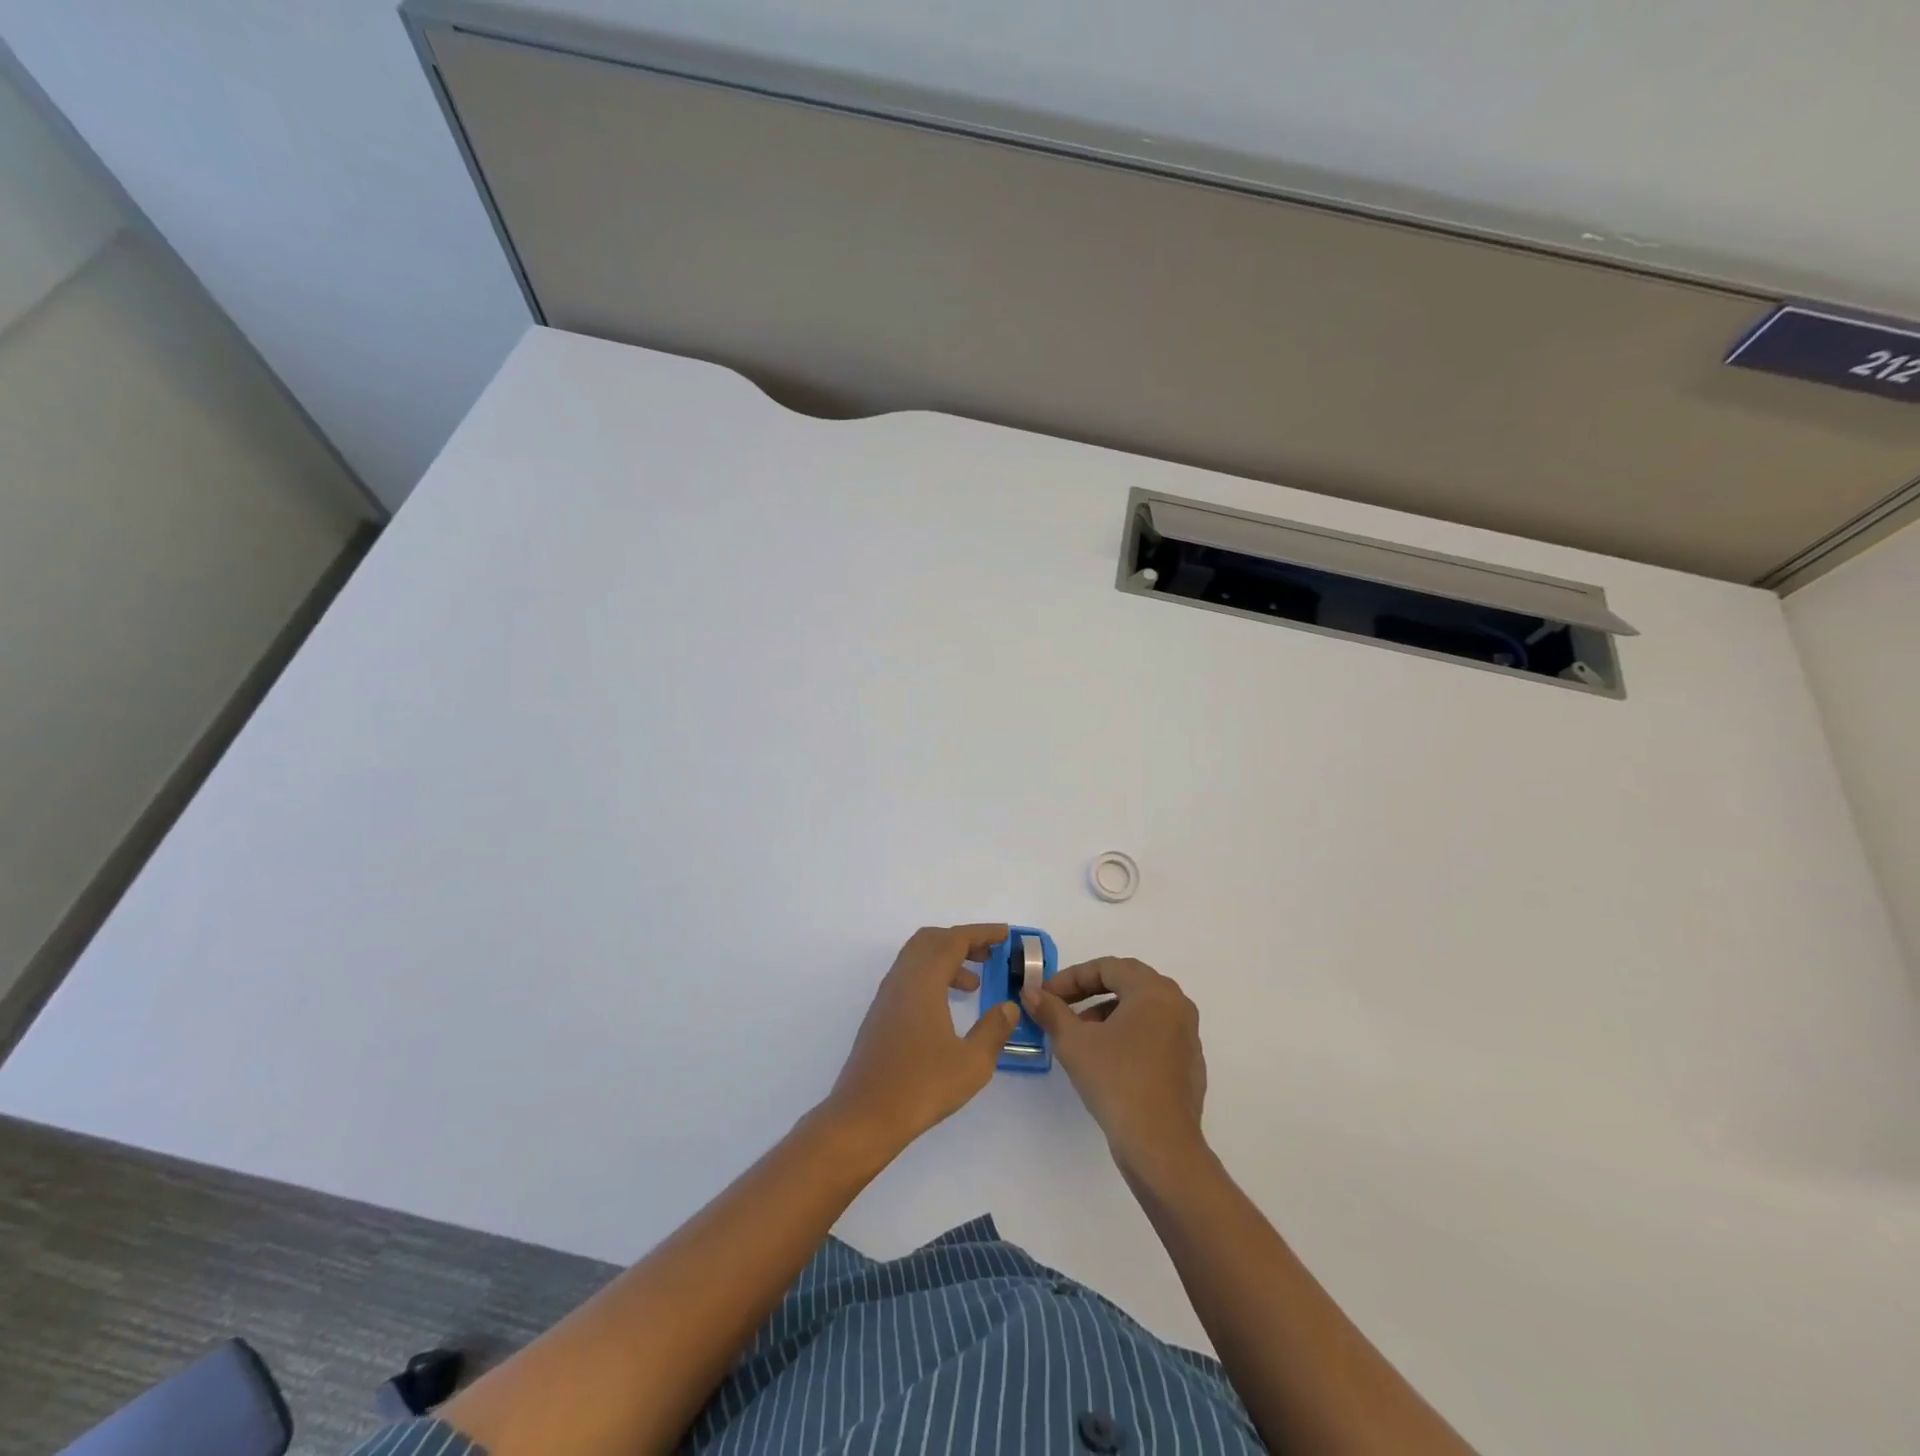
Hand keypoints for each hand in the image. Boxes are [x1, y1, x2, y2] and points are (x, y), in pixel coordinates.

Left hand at [825, 925, 1021, 1157]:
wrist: (865, 1116)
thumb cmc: (921, 1086)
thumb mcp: (972, 1062)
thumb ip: (994, 1029)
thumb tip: (1008, 1006)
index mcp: (923, 980)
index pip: (954, 940)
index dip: (981, 933)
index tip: (1004, 935)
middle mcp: (902, 979)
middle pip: (931, 940)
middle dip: (962, 941)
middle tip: (989, 956)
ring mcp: (887, 996)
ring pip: (917, 958)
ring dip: (946, 960)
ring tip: (973, 985)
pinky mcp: (880, 1015)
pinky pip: (908, 978)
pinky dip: (931, 977)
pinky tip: (946, 1008)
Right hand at [1022, 957, 1207, 1171]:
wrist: (1161, 1146)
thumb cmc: (1117, 1081)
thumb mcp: (1074, 1043)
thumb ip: (1051, 1011)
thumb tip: (1030, 993)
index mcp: (1154, 991)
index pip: (1108, 967)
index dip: (1071, 978)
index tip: (1046, 995)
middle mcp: (1176, 1005)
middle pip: (1127, 984)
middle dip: (1088, 993)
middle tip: (1060, 1008)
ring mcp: (1187, 1036)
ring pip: (1140, 1010)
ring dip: (1106, 1014)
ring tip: (1078, 1037)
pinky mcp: (1188, 1065)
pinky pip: (1153, 1034)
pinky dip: (1126, 1036)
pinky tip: (1105, 1061)